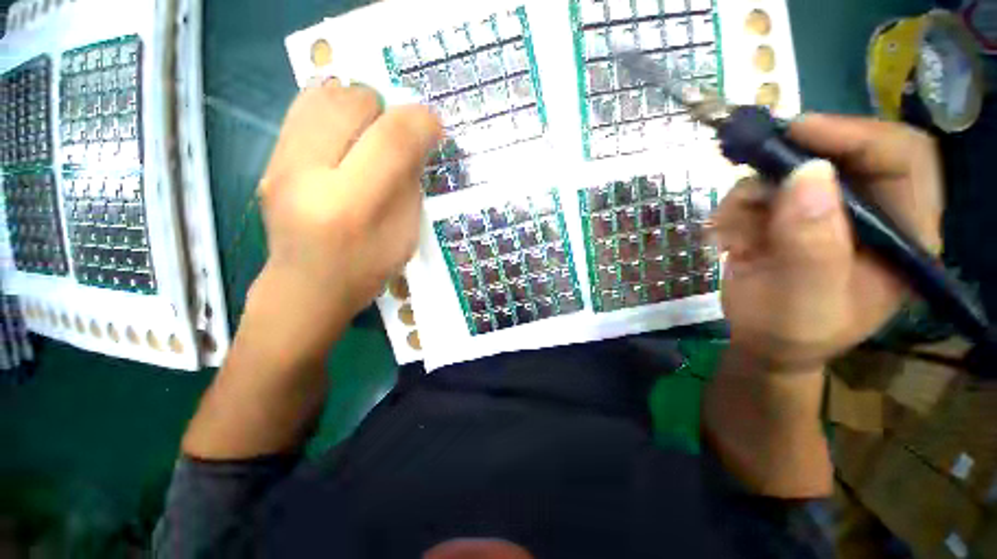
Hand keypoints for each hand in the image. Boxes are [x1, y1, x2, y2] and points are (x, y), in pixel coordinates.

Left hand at [256, 82, 442, 331]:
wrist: (307, 287)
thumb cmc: (366, 268)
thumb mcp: (405, 234)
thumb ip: (410, 183)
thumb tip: (415, 139)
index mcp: (352, 205)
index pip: (392, 140)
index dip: (421, 123)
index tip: (433, 128)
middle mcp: (308, 175)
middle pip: (354, 102)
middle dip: (388, 111)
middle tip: (397, 136)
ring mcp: (280, 163)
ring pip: (324, 94)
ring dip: (360, 106)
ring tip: (372, 132)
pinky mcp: (269, 159)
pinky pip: (304, 107)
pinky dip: (335, 110)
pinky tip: (346, 136)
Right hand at [713, 114, 942, 373]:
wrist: (762, 341)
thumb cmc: (792, 333)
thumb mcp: (806, 301)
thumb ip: (813, 246)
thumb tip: (807, 174)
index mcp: (903, 234)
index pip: (904, 158)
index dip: (858, 136)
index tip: (799, 133)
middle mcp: (870, 211)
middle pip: (845, 151)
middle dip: (792, 158)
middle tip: (751, 164)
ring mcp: (826, 210)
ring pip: (790, 170)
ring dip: (752, 195)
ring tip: (733, 234)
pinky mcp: (788, 214)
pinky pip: (757, 191)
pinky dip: (734, 209)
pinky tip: (728, 239)